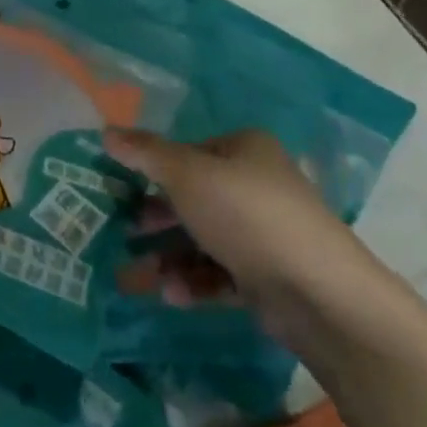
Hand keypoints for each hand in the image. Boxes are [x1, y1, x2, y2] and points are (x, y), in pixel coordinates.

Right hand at [104, 127, 388, 343]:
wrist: (320, 294)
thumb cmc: (246, 216)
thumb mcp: (187, 175)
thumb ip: (145, 153)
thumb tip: (106, 130)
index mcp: (244, 150)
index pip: (187, 152)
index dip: (152, 168)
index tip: (119, 189)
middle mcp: (257, 185)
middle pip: (193, 197)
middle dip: (156, 218)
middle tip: (125, 232)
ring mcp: (265, 233)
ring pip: (203, 239)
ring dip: (170, 257)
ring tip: (144, 277)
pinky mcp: (269, 275)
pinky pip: (221, 273)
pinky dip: (195, 282)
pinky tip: (174, 296)